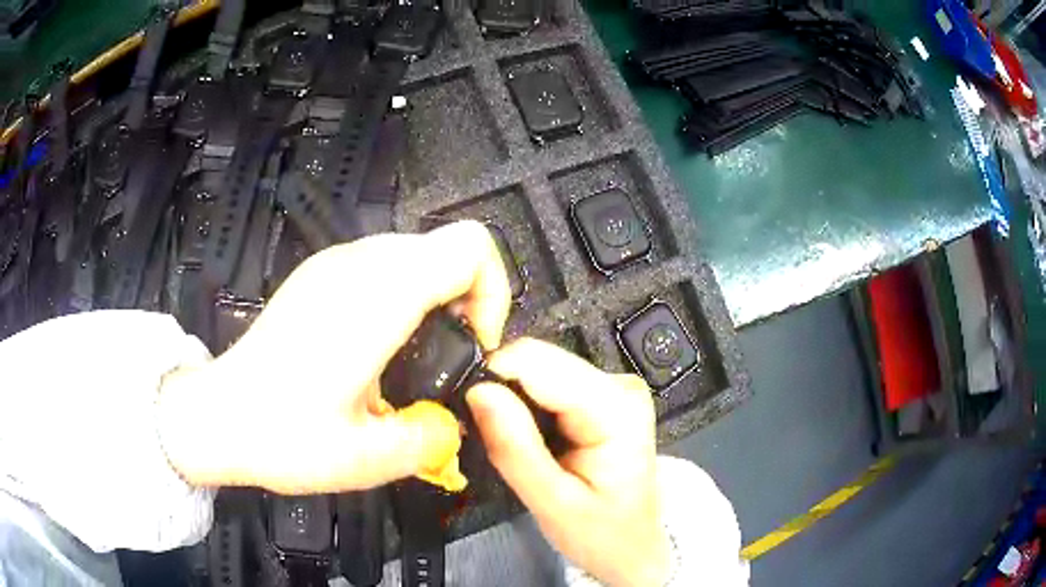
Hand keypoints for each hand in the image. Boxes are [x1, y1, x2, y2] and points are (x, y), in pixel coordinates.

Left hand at [158, 221, 511, 493]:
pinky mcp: (319, 274)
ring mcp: (334, 263)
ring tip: (417, 355)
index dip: (492, 292)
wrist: (218, 415)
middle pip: (448, 246)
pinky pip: (385, 263)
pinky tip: (380, 345)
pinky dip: (405, 293)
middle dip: (469, 298)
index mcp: (375, 298)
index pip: (469, 248)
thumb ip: (431, 440)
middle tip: (450, 357)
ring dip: (437, 296)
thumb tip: (453, 423)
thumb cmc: (284, 436)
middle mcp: (357, 264)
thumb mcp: (367, 459)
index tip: (475, 345)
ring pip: (418, 252)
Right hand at [466, 338, 668, 586]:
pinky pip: (547, 386)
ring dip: (513, 403)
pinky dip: (527, 408)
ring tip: (511, 444)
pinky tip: (529, 438)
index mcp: (616, 408)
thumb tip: (478, 391)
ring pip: (538, 371)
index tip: (467, 409)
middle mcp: (618, 385)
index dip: (492, 377)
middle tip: (488, 438)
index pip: (538, 362)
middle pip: (538, 362)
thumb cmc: (603, 534)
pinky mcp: (601, 395)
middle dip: (503, 393)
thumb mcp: (553, 504)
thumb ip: (515, 448)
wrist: (633, 547)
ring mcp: (612, 387)